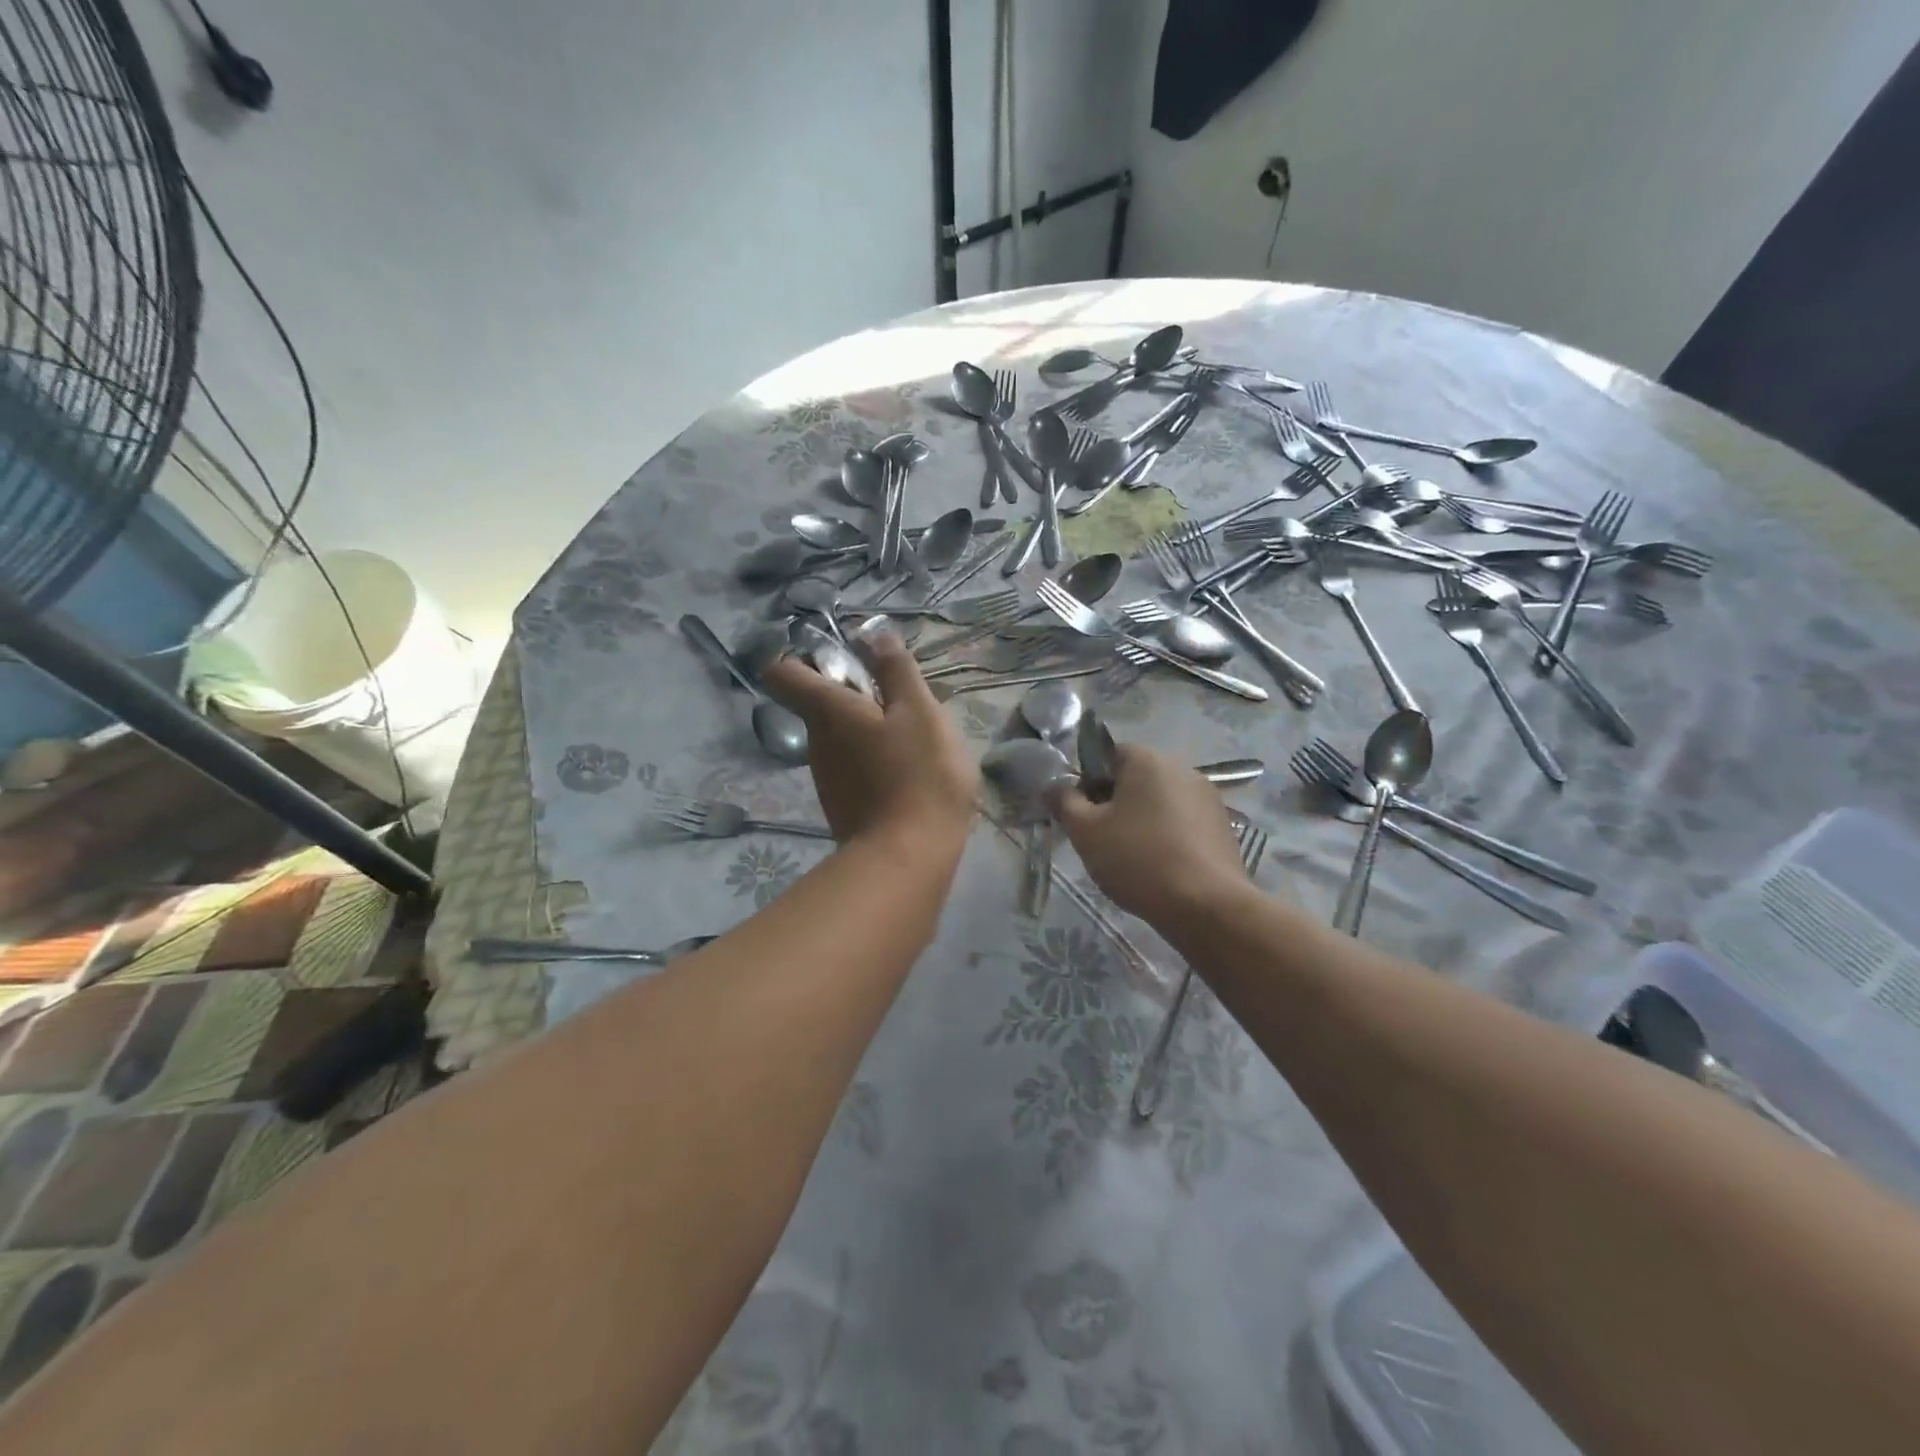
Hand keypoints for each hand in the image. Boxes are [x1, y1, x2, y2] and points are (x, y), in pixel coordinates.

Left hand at [763, 631, 976, 855]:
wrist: (907, 859)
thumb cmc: (918, 776)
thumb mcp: (920, 712)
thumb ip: (897, 671)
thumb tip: (874, 634)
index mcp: (828, 711)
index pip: (784, 672)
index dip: (804, 658)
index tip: (843, 659)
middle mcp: (816, 742)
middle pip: (821, 703)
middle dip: (856, 694)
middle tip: (904, 702)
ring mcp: (826, 778)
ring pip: (840, 737)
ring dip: (869, 729)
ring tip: (915, 741)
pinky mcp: (842, 805)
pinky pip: (853, 767)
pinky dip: (874, 761)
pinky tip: (909, 775)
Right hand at [1050, 742, 1248, 925]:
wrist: (1206, 905)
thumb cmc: (1137, 859)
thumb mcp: (1085, 831)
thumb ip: (1064, 802)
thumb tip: (1054, 786)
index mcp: (1147, 759)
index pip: (1109, 755)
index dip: (1089, 782)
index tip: (1083, 814)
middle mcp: (1181, 768)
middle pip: (1136, 779)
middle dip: (1116, 803)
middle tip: (1101, 840)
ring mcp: (1208, 798)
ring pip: (1160, 803)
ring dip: (1143, 821)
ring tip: (1132, 860)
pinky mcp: (1223, 827)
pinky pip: (1183, 824)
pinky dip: (1168, 838)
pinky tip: (1161, 869)